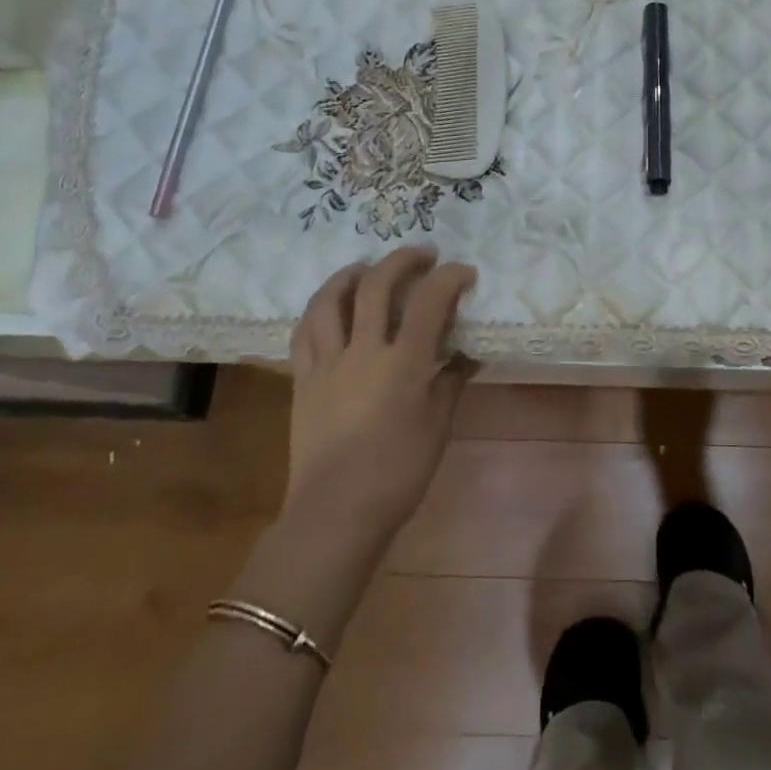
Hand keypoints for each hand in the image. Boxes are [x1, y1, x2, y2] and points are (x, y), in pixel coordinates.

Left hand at [283, 247, 476, 539]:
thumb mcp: (438, 426)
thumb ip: (451, 382)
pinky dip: (320, 309)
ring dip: (351, 273)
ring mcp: (327, 364)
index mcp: (403, 364)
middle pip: (377, 285)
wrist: (335, 515)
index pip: (430, 301)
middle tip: (422, 254)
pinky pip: (305, 332)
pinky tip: (332, 305)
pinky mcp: (303, 380)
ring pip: (330, 300)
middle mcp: (363, 352)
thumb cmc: (398, 473)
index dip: (450, 277)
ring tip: (367, 266)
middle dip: (402, 260)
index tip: (464, 272)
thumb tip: (468, 355)